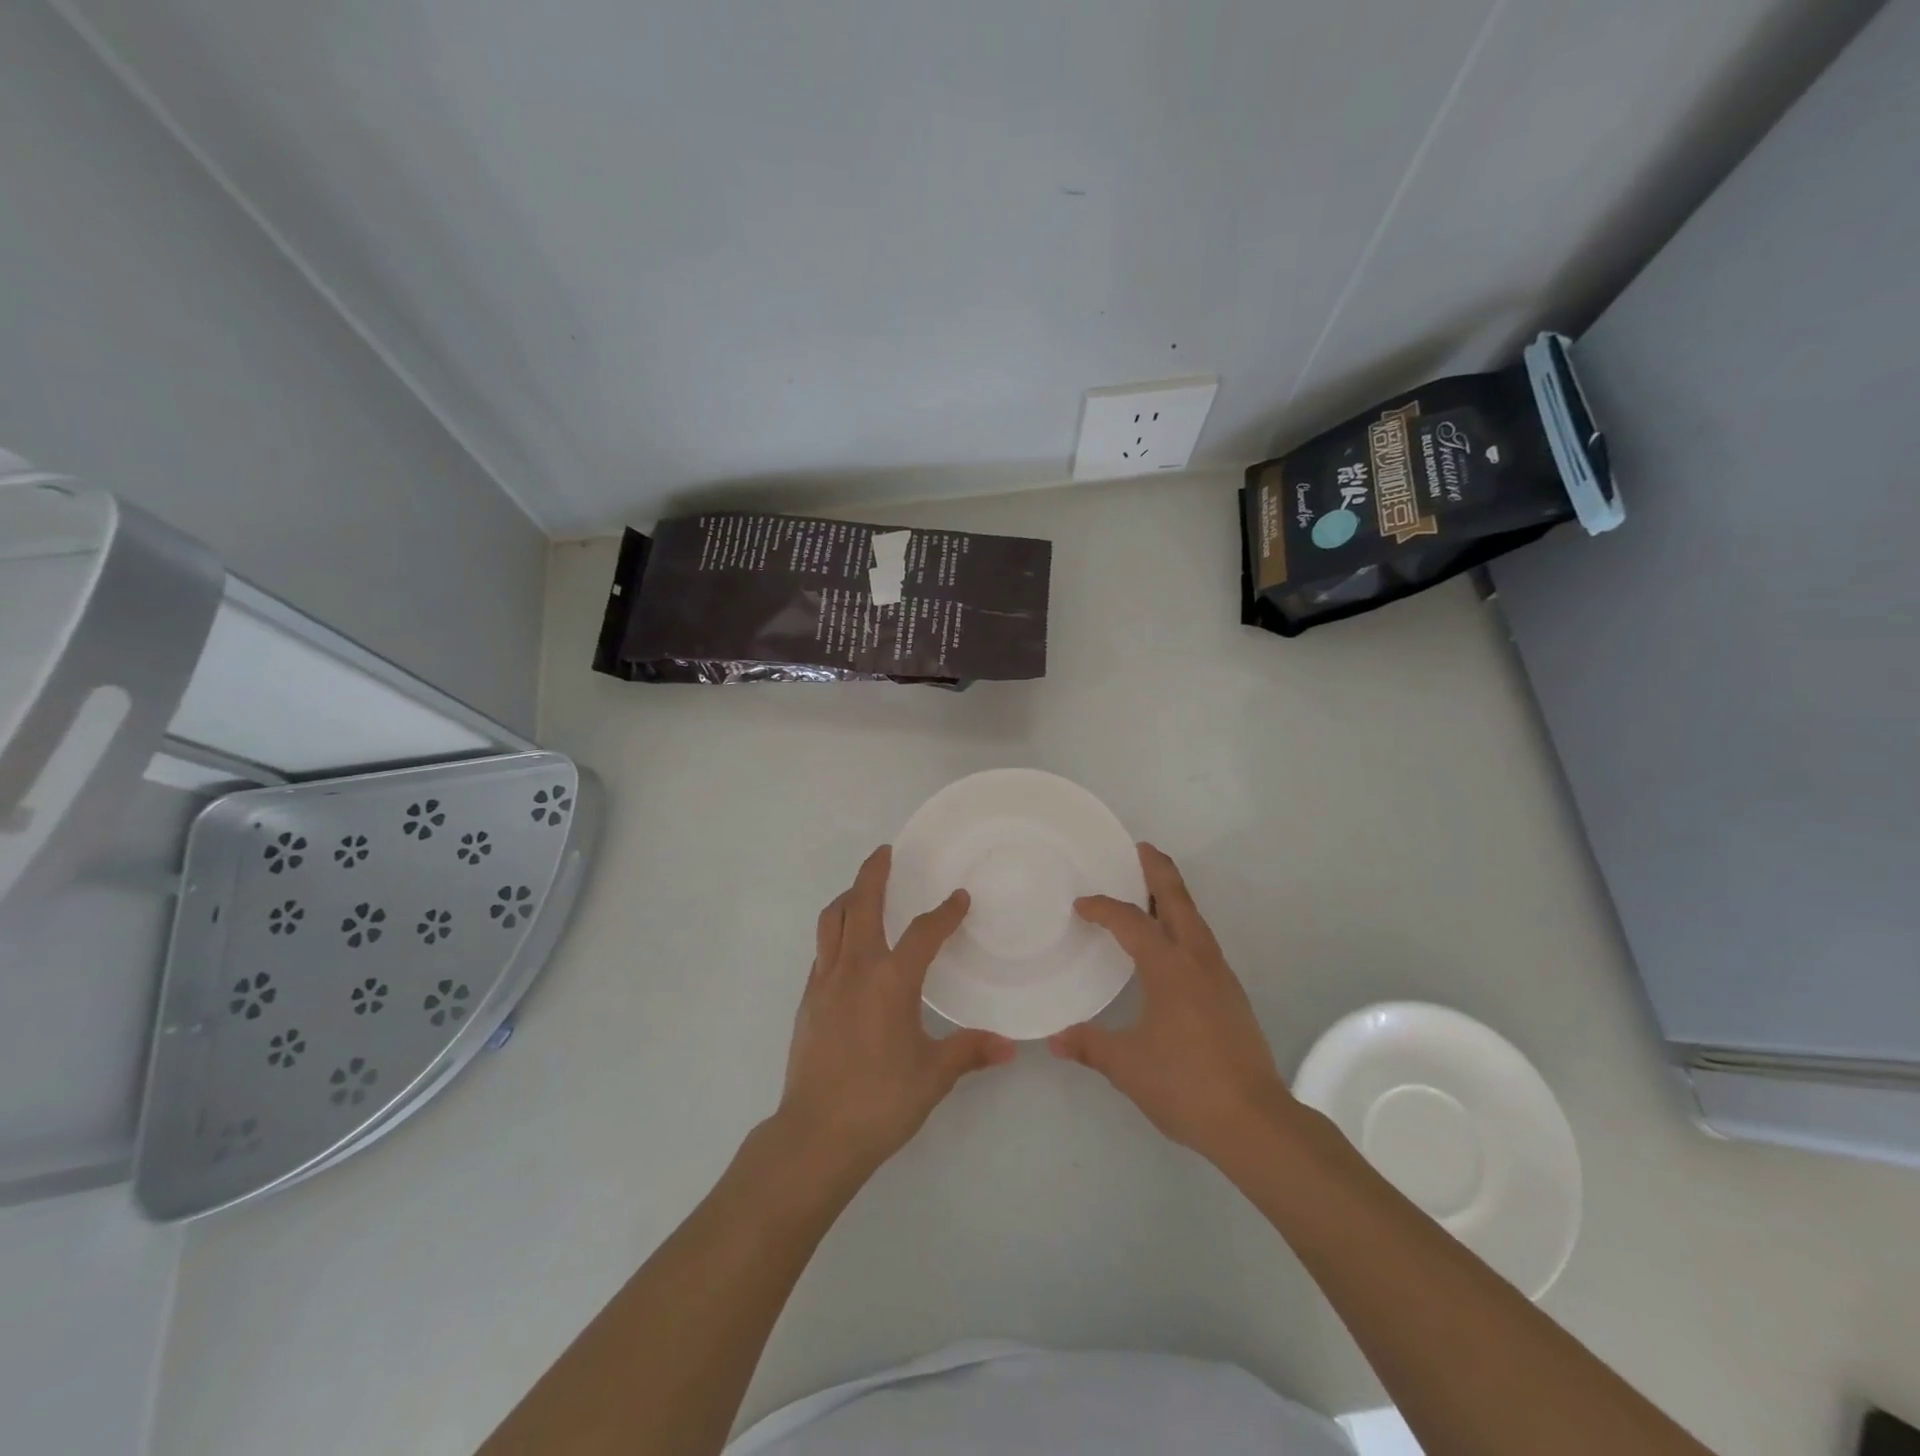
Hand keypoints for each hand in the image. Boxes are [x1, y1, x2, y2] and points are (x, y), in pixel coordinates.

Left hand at [777, 846, 1016, 1182]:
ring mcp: (824, 982)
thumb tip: (1010, 1046)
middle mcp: (854, 969)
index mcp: (890, 981)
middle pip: (861, 904)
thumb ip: (969, 1051)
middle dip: (874, 873)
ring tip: (862, 889)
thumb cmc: (880, 1101)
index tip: (959, 899)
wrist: (814, 1135)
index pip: (922, 932)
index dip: (944, 913)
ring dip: (848, 897)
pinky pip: (822, 949)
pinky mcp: (807, 999)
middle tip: (886, 852)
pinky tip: (847, 946)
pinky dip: (835, 931)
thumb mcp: (933, 1076)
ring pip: (831, 920)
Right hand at [1049, 844, 1293, 1164]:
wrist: (1255, 1121)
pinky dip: (1183, 926)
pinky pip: (1202, 943)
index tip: (1081, 905)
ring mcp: (1220, 976)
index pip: (1131, 922)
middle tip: (1140, 849)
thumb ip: (1090, 1046)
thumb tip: (1055, 1040)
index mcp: (1169, 967)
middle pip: (1178, 900)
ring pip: (1195, 920)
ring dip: (1173, 898)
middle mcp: (1198, 960)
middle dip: (1159, 871)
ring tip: (1151, 891)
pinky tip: (1172, 947)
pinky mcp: (1231, 995)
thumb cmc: (1185, 1084)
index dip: (1104, 908)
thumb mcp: (1127, 1066)